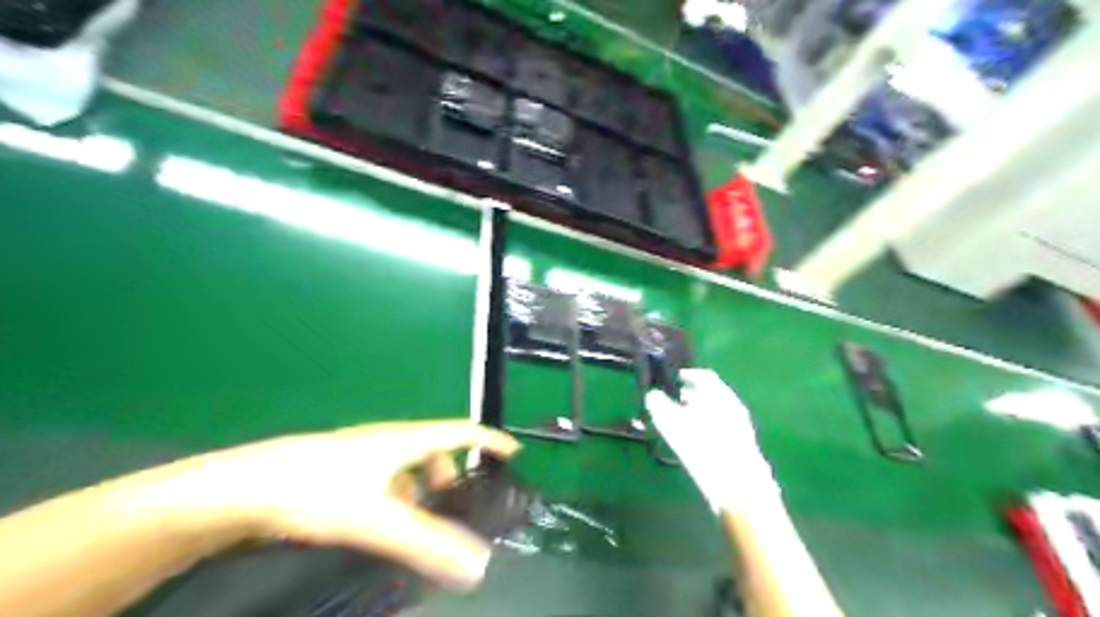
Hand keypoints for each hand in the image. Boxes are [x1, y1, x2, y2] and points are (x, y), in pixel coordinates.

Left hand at [113, 421, 521, 589]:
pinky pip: (384, 474)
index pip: (461, 431)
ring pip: (407, 464)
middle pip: (435, 449)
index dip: (489, 440)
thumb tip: (479, 565)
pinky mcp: (339, 466)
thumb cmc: (316, 490)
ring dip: (422, 486)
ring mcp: (360, 451)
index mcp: (404, 440)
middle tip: (458, 505)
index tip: (512, 453)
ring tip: (418, 521)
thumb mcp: (377, 519)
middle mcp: (386, 439)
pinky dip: (396, 493)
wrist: (241, 487)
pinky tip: (379, 521)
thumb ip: (426, 543)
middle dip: (453, 474)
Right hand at [647, 370, 775, 509]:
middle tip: (676, 399)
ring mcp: (741, 425)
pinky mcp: (744, 444)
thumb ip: (659, 405)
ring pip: (718, 411)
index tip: (676, 379)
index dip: (688, 375)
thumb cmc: (703, 448)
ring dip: (701, 411)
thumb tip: (652, 395)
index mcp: (719, 395)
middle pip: (713, 394)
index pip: (704, 376)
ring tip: (684, 420)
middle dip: (694, 395)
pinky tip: (698, 439)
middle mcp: (733, 405)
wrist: (738, 485)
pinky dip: (709, 425)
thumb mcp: (673, 424)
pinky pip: (723, 425)